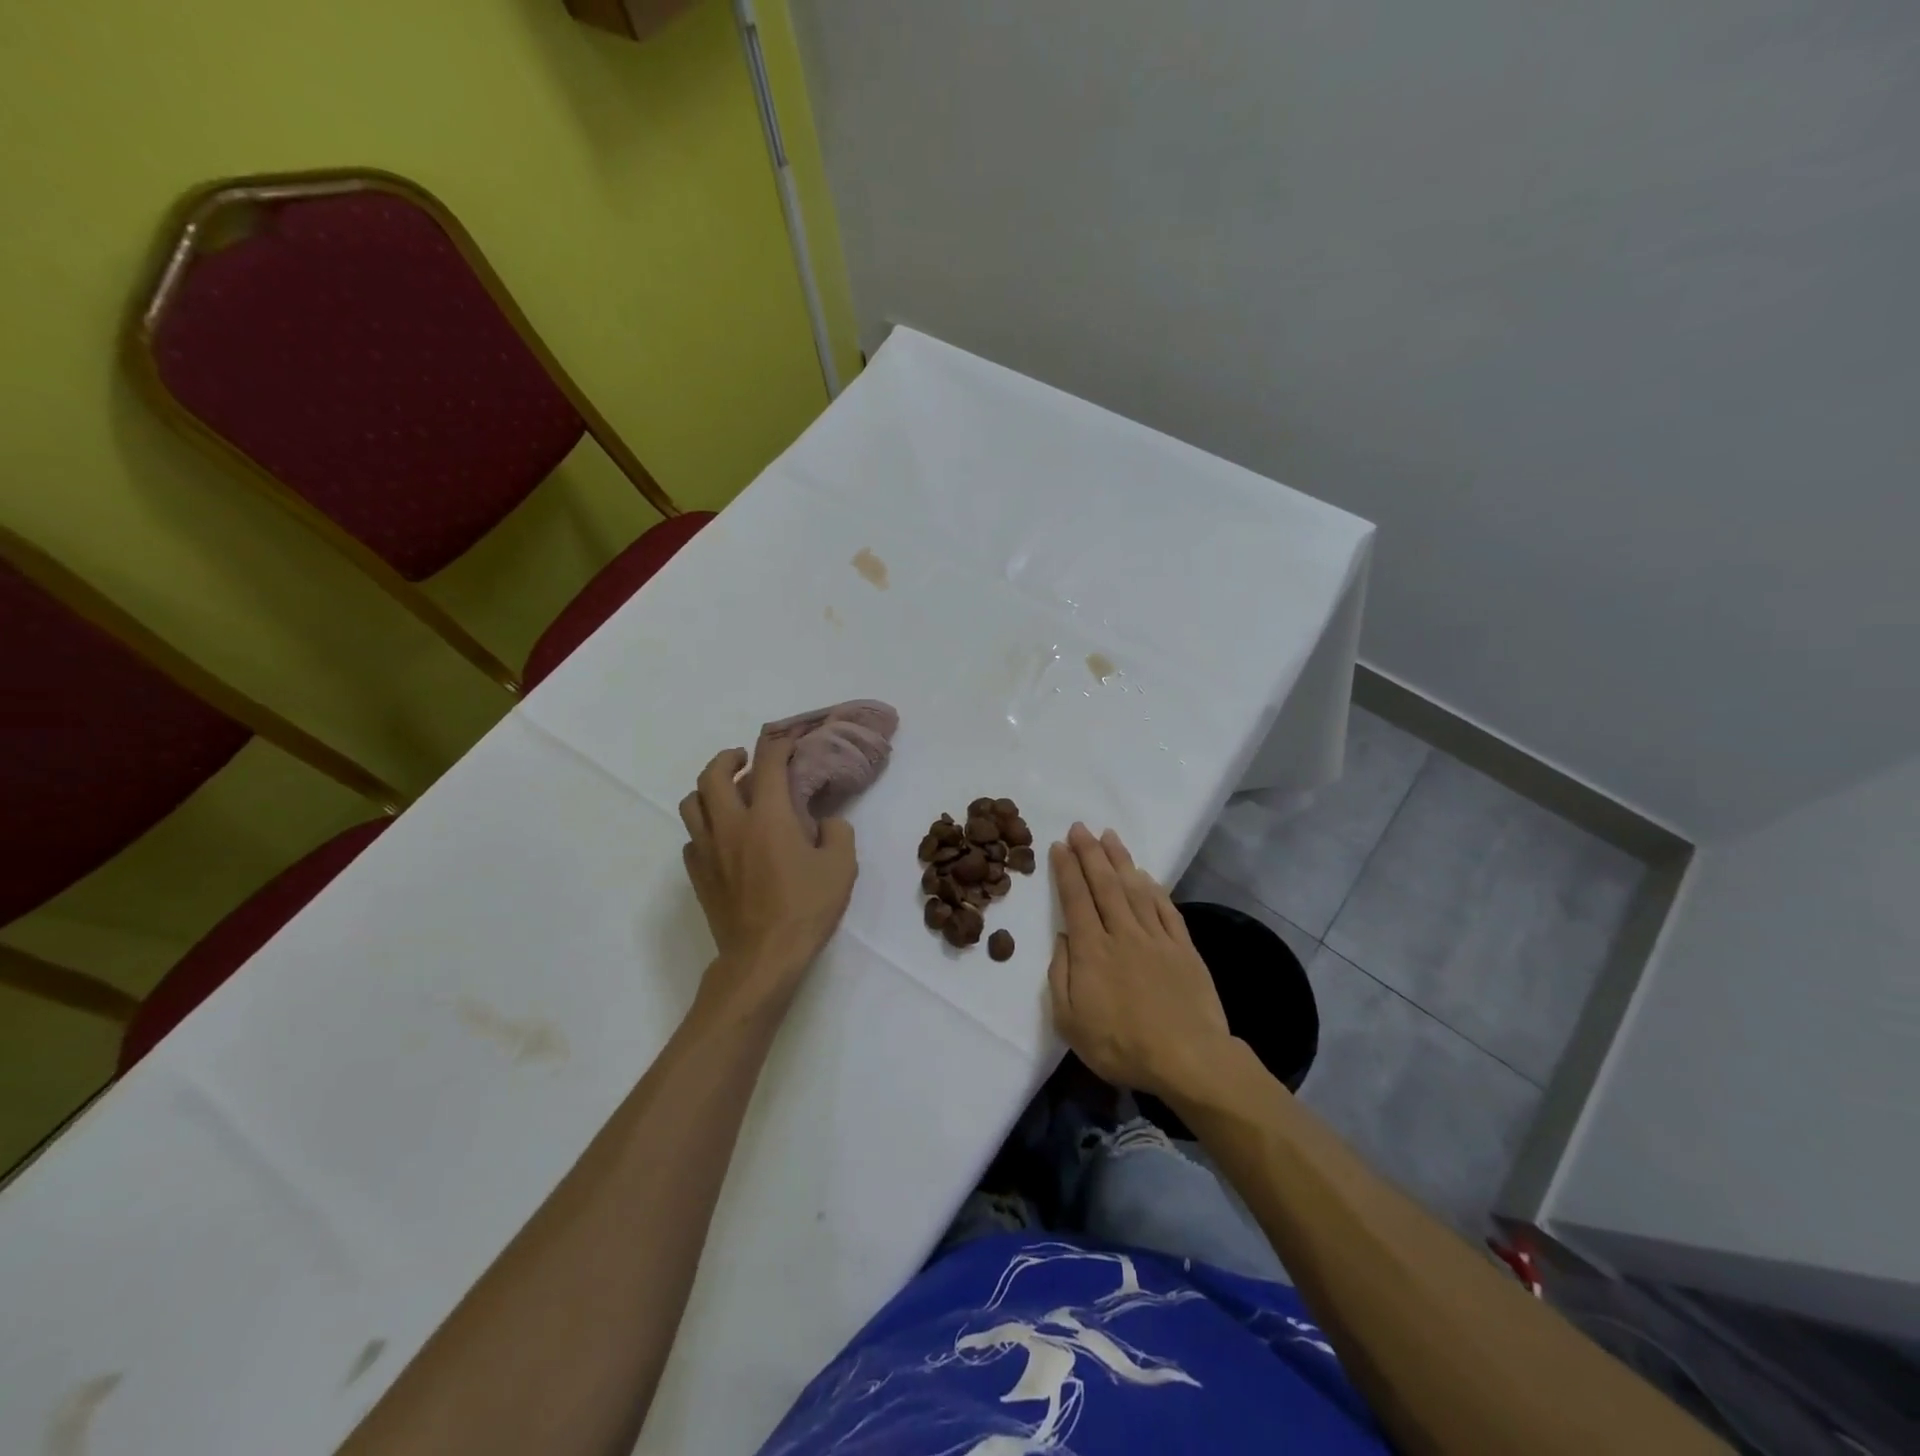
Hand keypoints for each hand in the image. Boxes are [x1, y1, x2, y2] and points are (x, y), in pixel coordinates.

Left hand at [679, 734, 856, 1016]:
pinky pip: (692, 838)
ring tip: (726, 793)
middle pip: (713, 774)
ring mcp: (707, 850)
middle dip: (728, 758)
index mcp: (768, 817)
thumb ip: (837, 833)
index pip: (768, 764)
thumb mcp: (841, 867)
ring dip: (707, 789)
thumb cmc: (805, 909)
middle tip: (744, 759)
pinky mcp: (697, 875)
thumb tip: (825, 823)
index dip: (778, 745)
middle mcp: (731, 824)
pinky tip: (722, 838)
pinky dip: (704, 828)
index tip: (788, 742)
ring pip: (692, 803)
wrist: (763, 957)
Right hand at [1047, 824, 1233, 1101]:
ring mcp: (1156, 938)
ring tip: (1109, 835)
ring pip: (1135, 888)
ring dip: (1120, 859)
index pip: (1075, 899)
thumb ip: (1061, 975)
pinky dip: (1154, 887)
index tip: (1059, 846)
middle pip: (1104, 884)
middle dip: (1089, 853)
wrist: (1187, 1059)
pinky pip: (1165, 908)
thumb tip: (1063, 938)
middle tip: (1080, 827)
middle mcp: (1122, 933)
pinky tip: (1146, 874)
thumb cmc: (1121, 1045)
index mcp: (1092, 950)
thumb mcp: (1070, 1021)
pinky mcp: (1183, 948)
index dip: (1066, 869)